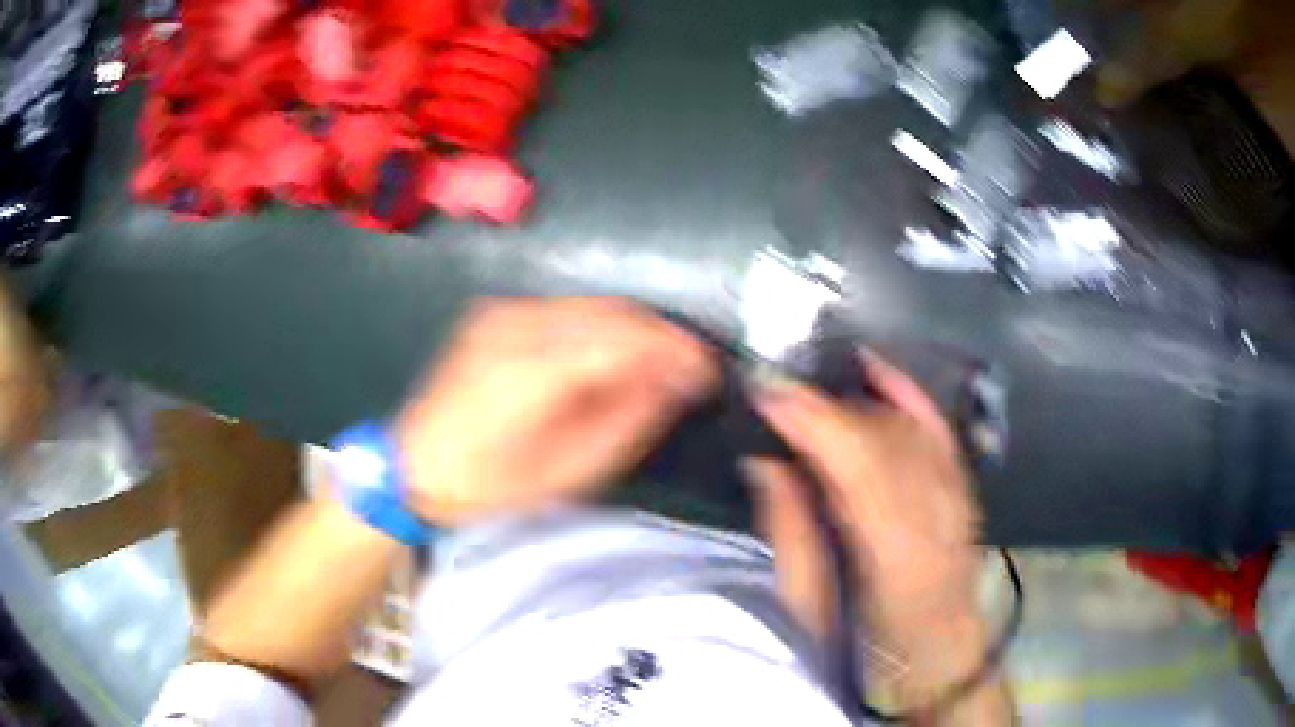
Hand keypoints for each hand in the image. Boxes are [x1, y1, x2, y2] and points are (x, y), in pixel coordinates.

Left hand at [395, 297, 717, 525]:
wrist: (411, 465)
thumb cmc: (488, 485)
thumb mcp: (568, 472)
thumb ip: (629, 419)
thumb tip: (679, 381)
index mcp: (534, 368)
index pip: (626, 339)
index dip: (677, 351)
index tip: (711, 373)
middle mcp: (519, 323)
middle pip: (615, 312)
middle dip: (664, 337)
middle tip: (694, 369)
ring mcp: (504, 312)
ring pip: (594, 306)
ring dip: (637, 331)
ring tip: (664, 364)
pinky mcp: (496, 313)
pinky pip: (568, 310)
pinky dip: (604, 328)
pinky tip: (617, 355)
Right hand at [745, 352, 980, 642]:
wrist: (934, 647)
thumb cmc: (864, 642)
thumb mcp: (809, 605)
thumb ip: (790, 530)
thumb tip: (767, 460)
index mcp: (898, 562)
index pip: (858, 472)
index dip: (813, 424)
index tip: (768, 394)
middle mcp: (938, 520)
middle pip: (885, 441)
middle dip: (826, 405)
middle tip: (778, 387)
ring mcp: (958, 499)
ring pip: (908, 428)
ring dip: (855, 401)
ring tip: (811, 391)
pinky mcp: (964, 486)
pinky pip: (937, 427)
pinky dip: (907, 394)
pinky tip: (877, 370)